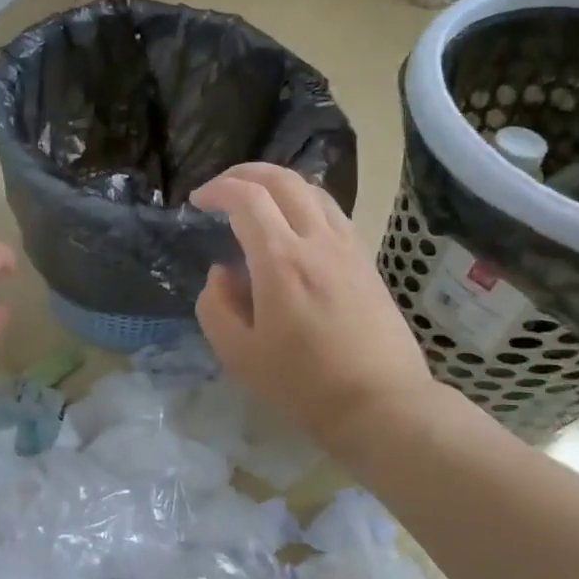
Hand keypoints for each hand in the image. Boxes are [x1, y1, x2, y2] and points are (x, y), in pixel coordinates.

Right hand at [191, 164, 449, 458]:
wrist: (381, 404)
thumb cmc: (303, 385)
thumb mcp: (239, 355)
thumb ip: (216, 306)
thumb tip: (222, 272)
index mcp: (282, 261)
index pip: (247, 198)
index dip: (217, 189)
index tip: (196, 201)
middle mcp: (318, 241)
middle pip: (283, 180)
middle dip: (245, 173)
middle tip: (220, 188)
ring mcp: (348, 247)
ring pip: (313, 190)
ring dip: (277, 184)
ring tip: (254, 200)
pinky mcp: (366, 260)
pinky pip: (332, 212)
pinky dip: (303, 202)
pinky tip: (292, 226)